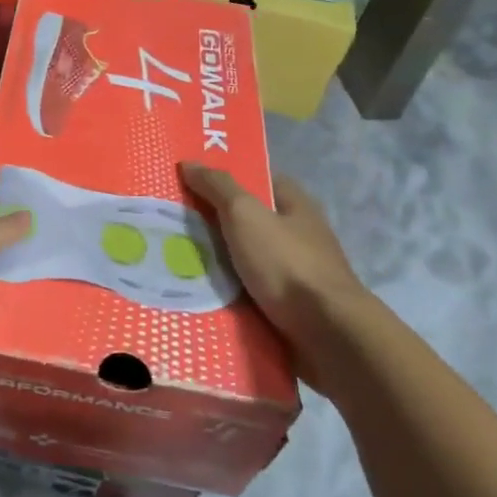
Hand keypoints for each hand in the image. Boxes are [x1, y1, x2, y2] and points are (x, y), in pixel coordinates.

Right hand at [180, 163, 367, 390]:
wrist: (326, 333)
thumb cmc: (286, 264)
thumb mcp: (246, 215)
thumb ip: (217, 187)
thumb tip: (189, 163)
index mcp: (296, 206)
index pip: (258, 180)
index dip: (225, 179)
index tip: (188, 183)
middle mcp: (298, 236)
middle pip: (248, 222)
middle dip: (213, 223)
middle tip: (170, 222)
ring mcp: (295, 274)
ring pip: (245, 260)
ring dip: (216, 263)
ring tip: (173, 260)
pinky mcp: (288, 307)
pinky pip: (248, 293)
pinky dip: (226, 294)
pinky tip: (197, 294)